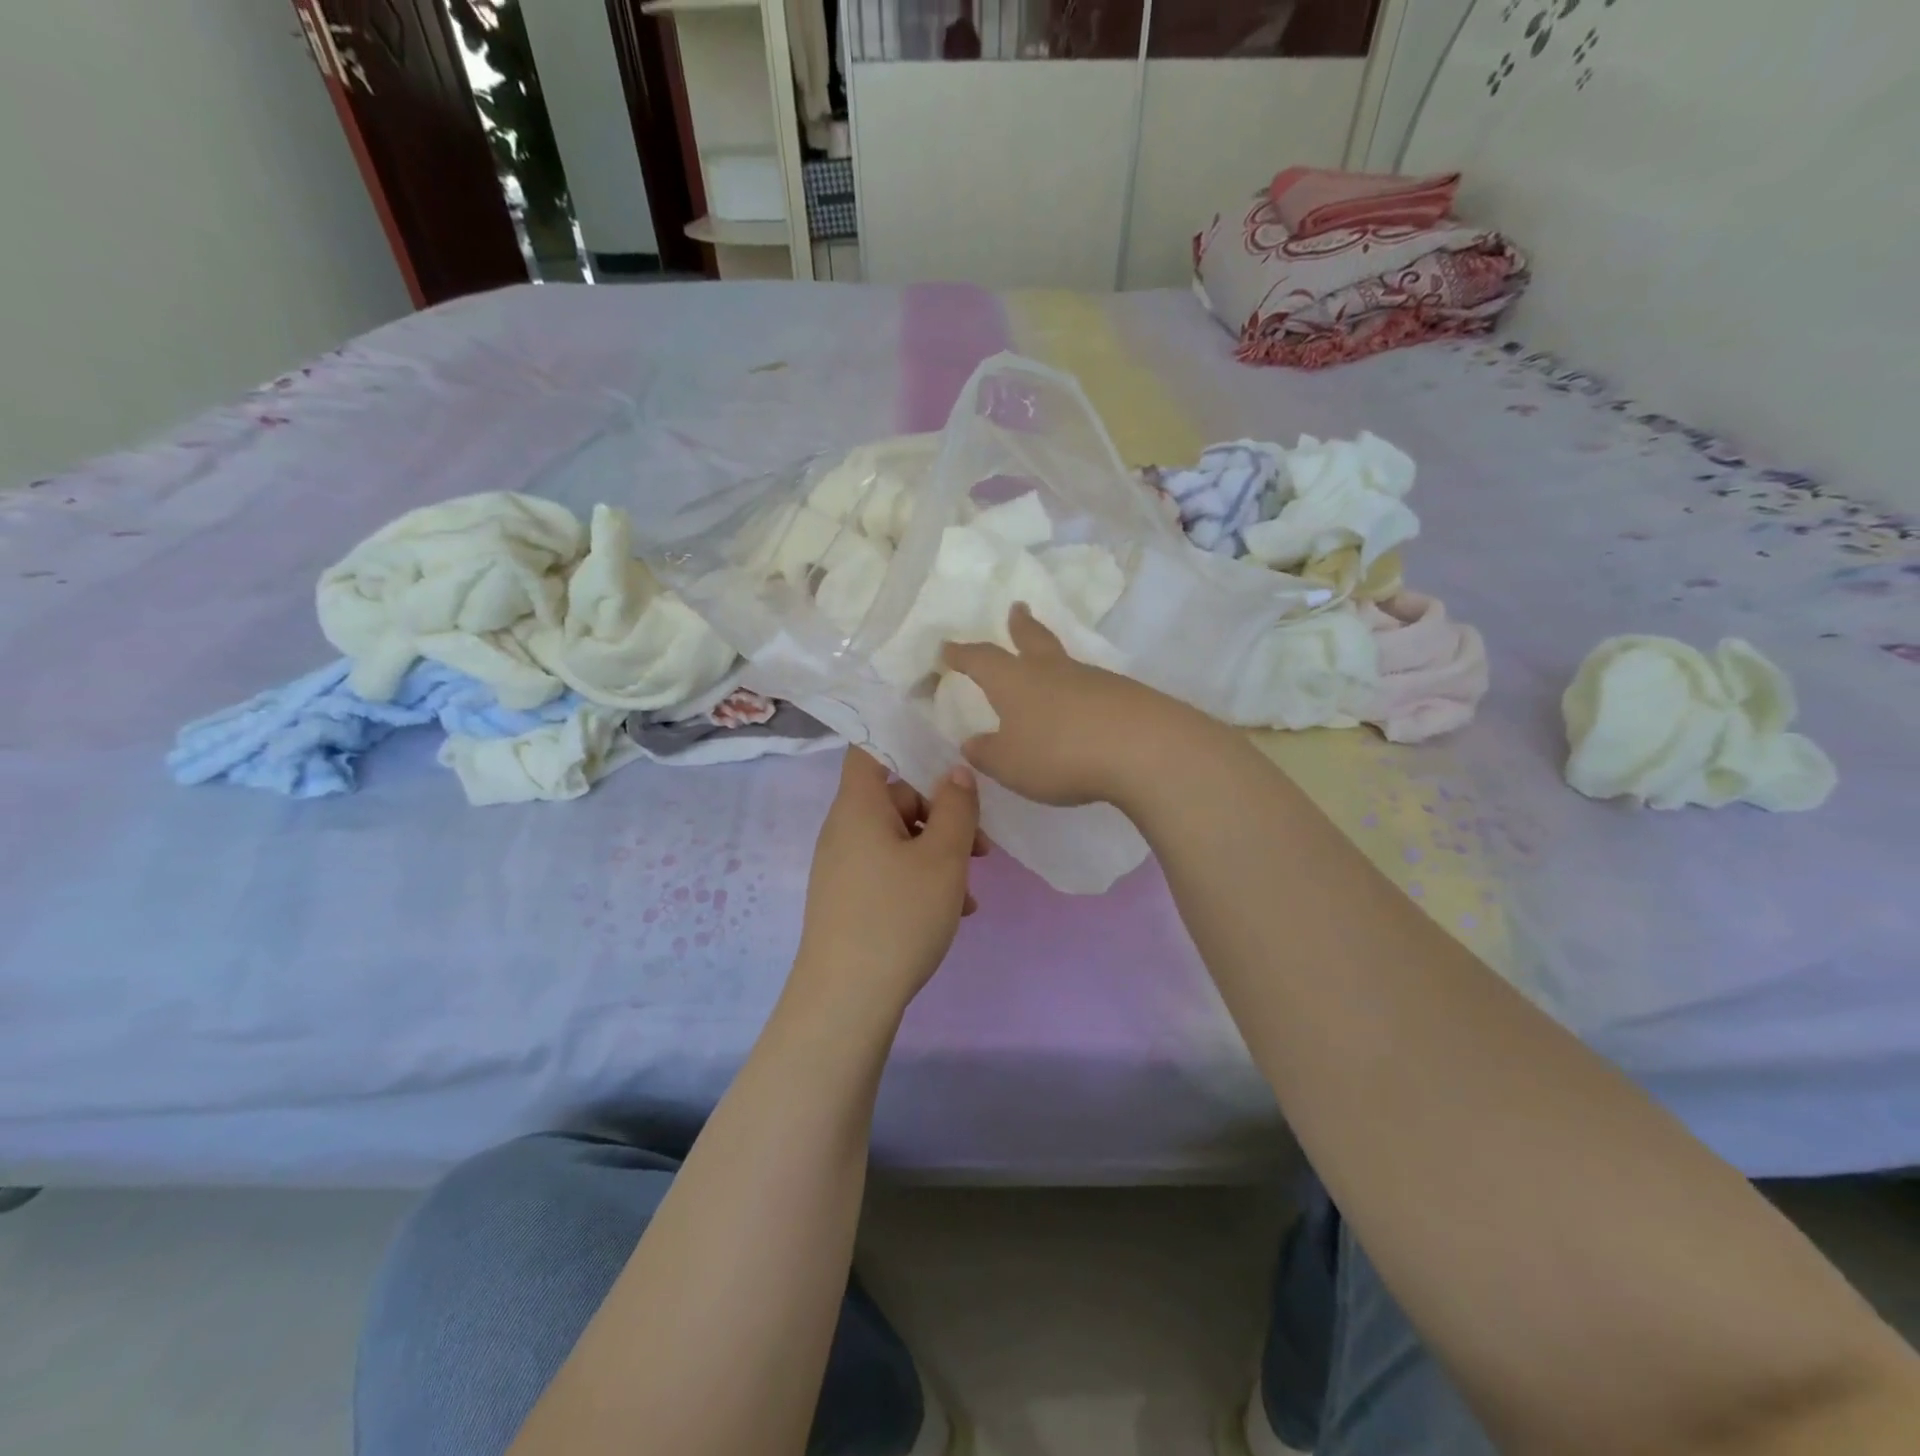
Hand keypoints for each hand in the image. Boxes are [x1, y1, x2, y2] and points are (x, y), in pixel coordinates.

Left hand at [793, 749, 986, 1017]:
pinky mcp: (848, 898)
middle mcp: (844, 829)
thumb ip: (956, 807)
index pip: (870, 749)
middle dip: (943, 815)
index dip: (904, 740)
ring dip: (939, 854)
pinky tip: (953, 912)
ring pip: (899, 839)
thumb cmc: (898, 916)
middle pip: (896, 798)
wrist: (847, 1000)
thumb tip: (956, 771)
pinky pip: (889, 870)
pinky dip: (921, 879)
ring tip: (971, 889)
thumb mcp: (943, 858)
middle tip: (982, 847)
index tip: (946, 750)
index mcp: (859, 806)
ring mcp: (843, 866)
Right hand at [942, 604, 1211, 807]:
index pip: (981, 660)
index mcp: (1015, 681)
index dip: (962, 654)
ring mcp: (1091, 679)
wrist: (1141, 748)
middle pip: (1032, 639)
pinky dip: (1081, 691)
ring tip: (1048, 664)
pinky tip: (1084, 706)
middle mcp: (1051, 670)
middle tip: (1016, 609)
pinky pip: (1092, 687)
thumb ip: (987, 753)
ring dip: (1052, 657)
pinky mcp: (1123, 695)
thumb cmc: (1059, 753)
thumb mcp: (1010, 764)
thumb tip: (972, 742)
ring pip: (1064, 661)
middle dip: (1020, 626)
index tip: (947, 648)